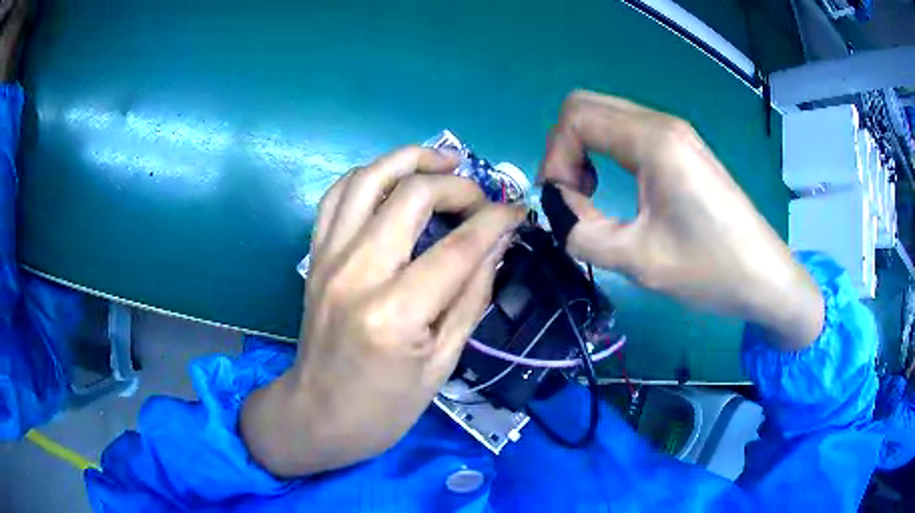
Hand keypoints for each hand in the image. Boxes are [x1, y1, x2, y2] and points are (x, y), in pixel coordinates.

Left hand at [242, 146, 524, 476]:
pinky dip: (369, 176)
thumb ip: (471, 296)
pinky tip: (393, 182)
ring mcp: (328, 258)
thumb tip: (498, 243)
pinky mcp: (315, 256)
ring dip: (410, 159)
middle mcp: (356, 273)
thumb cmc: (385, 407)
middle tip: (480, 197)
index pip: (458, 247)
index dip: (497, 220)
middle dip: (457, 184)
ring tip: (443, 161)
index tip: (518, 211)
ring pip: (368, 178)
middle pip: (411, 195)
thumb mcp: (443, 364)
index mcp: (394, 314)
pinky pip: (337, 195)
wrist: (317, 415)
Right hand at [539, 90, 822, 349]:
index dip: (554, 157)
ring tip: (591, 195)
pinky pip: (625, 131)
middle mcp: (662, 124)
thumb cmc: (711, 270)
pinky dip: (605, 151)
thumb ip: (582, 233)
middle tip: (572, 196)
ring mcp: (674, 132)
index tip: (562, 202)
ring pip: (604, 116)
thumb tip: (558, 208)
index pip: (576, 117)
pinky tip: (615, 186)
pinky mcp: (681, 146)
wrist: (765, 278)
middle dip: (564, 149)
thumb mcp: (639, 262)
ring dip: (583, 150)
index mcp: (654, 141)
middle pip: (585, 106)